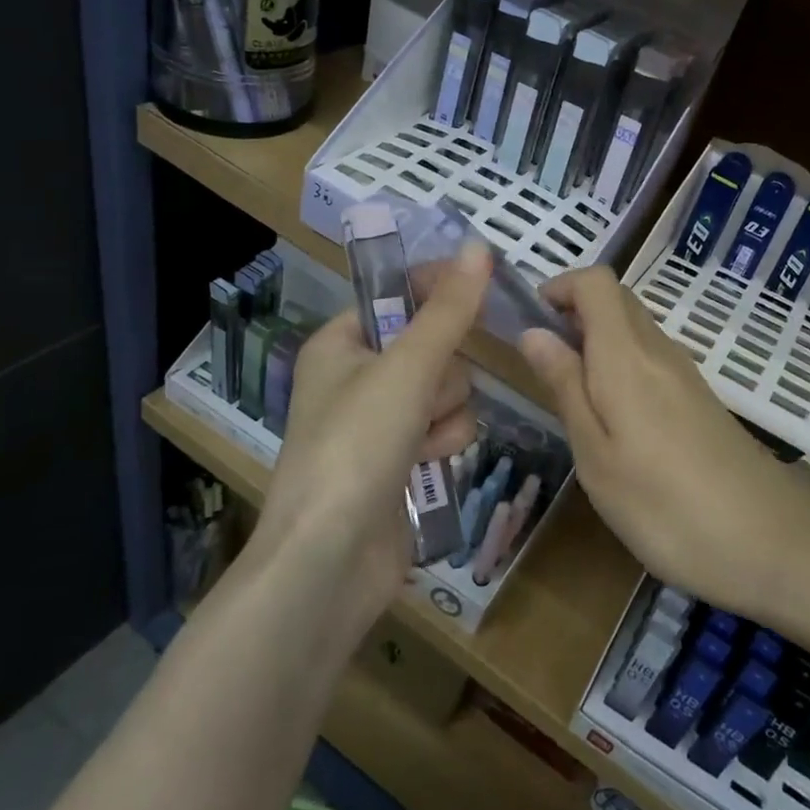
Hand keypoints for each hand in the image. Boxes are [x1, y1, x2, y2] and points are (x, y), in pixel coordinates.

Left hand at [251, 241, 492, 632]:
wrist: (330, 561)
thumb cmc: (356, 447)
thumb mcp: (406, 369)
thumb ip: (449, 310)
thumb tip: (478, 247)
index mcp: (341, 343)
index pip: (400, 296)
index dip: (437, 291)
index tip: (479, 289)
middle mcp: (358, 376)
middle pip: (434, 345)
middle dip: (442, 373)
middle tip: (423, 395)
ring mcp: (381, 421)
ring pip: (448, 389)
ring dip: (446, 412)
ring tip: (421, 440)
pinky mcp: (402, 460)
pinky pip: (446, 427)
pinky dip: (444, 442)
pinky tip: (428, 464)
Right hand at [517, 267, 809, 623]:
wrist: (771, 542)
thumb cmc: (665, 506)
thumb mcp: (596, 455)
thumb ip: (564, 386)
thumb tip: (533, 332)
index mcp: (627, 355)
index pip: (597, 281)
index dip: (560, 286)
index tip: (531, 323)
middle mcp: (659, 350)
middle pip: (616, 299)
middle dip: (573, 312)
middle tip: (543, 362)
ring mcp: (685, 373)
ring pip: (634, 328)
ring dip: (596, 340)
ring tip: (570, 395)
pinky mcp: (699, 398)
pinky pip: (651, 358)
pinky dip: (621, 365)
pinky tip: (614, 419)